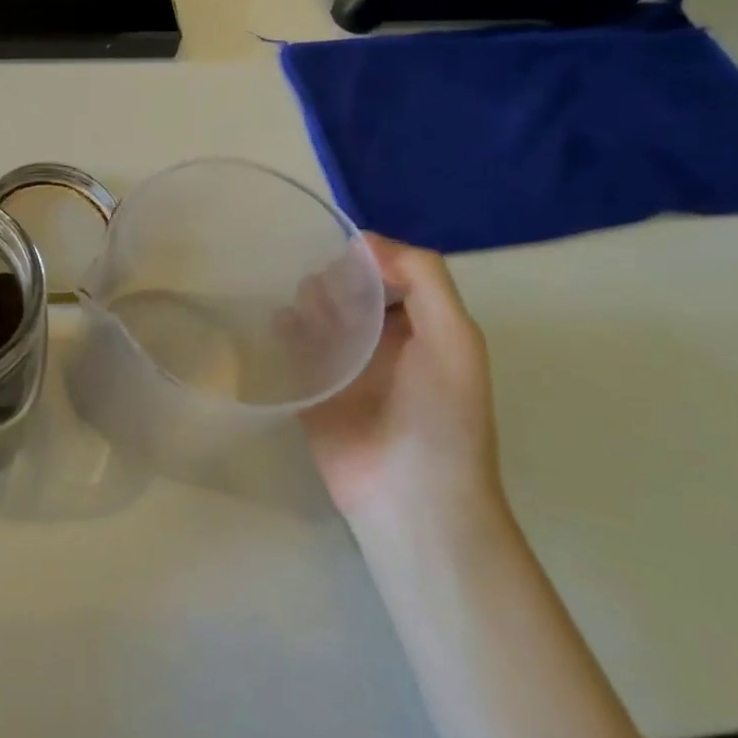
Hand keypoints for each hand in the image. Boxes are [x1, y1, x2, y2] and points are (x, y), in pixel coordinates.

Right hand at [299, 235, 499, 523]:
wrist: (408, 496)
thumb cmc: (441, 416)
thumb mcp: (455, 338)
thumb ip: (424, 279)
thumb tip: (366, 241)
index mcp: (421, 325)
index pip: (388, 272)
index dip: (368, 259)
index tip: (346, 258)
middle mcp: (381, 339)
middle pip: (347, 288)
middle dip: (333, 281)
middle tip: (327, 300)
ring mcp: (343, 364)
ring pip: (315, 312)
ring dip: (306, 302)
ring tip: (306, 317)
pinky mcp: (309, 386)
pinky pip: (289, 345)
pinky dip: (282, 329)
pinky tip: (281, 329)